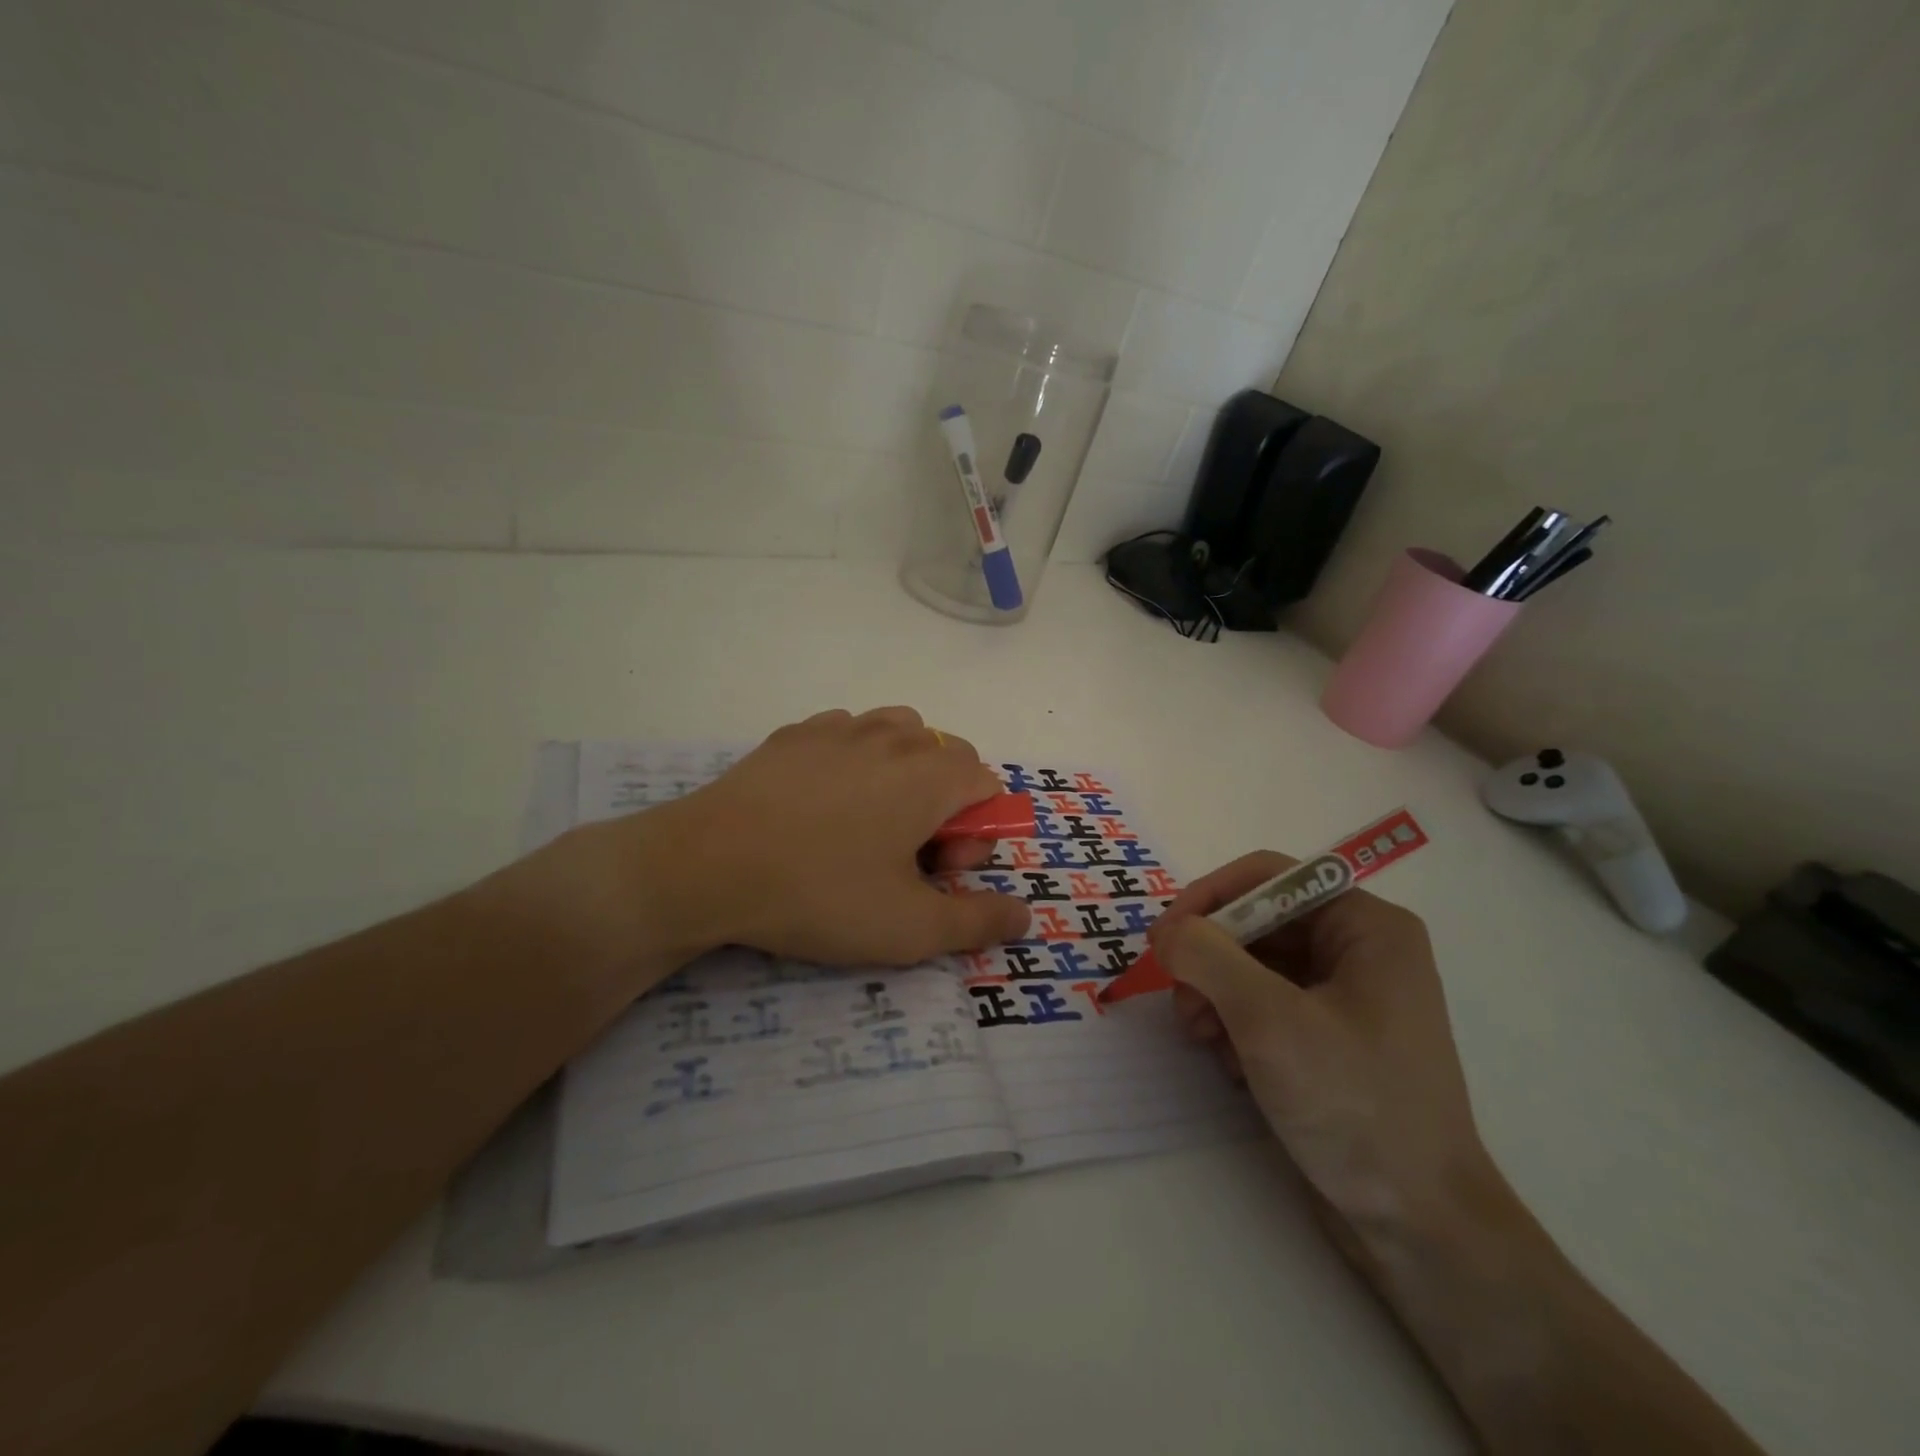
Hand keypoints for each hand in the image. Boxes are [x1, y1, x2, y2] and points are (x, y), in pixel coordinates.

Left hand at [514, 708, 1031, 979]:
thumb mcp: (909, 928)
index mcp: (931, 774)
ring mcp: (840, 728)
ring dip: (903, 777)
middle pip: (948, 758)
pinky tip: (820, 806)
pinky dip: (855, 763)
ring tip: (868, 826)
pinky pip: (848, 736)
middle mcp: (894, 736)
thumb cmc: (819, 894)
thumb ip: (979, 922)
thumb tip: (1026, 917)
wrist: (705, 866)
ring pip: (900, 736)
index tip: (937, 873)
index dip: (975, 836)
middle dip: (944, 807)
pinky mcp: (794, 734)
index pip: (988, 785)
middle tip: (903, 858)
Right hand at [1152, 854, 1494, 1248]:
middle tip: (1182, 1001)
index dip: (1209, 897)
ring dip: (1216, 995)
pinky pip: (1264, 1004)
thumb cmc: (1354, 1105)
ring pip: (1253, 965)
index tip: (1163, 937)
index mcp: (1366, 926)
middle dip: (1210, 958)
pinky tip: (1230, 1064)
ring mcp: (1346, 996)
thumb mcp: (1270, 1021)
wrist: (1419, 1227)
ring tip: (1201, 1038)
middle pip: (1257, 922)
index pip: (1268, 876)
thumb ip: (1208, 957)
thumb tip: (1166, 930)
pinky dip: (1235, 1024)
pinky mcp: (1329, 1037)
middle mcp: (1359, 949)